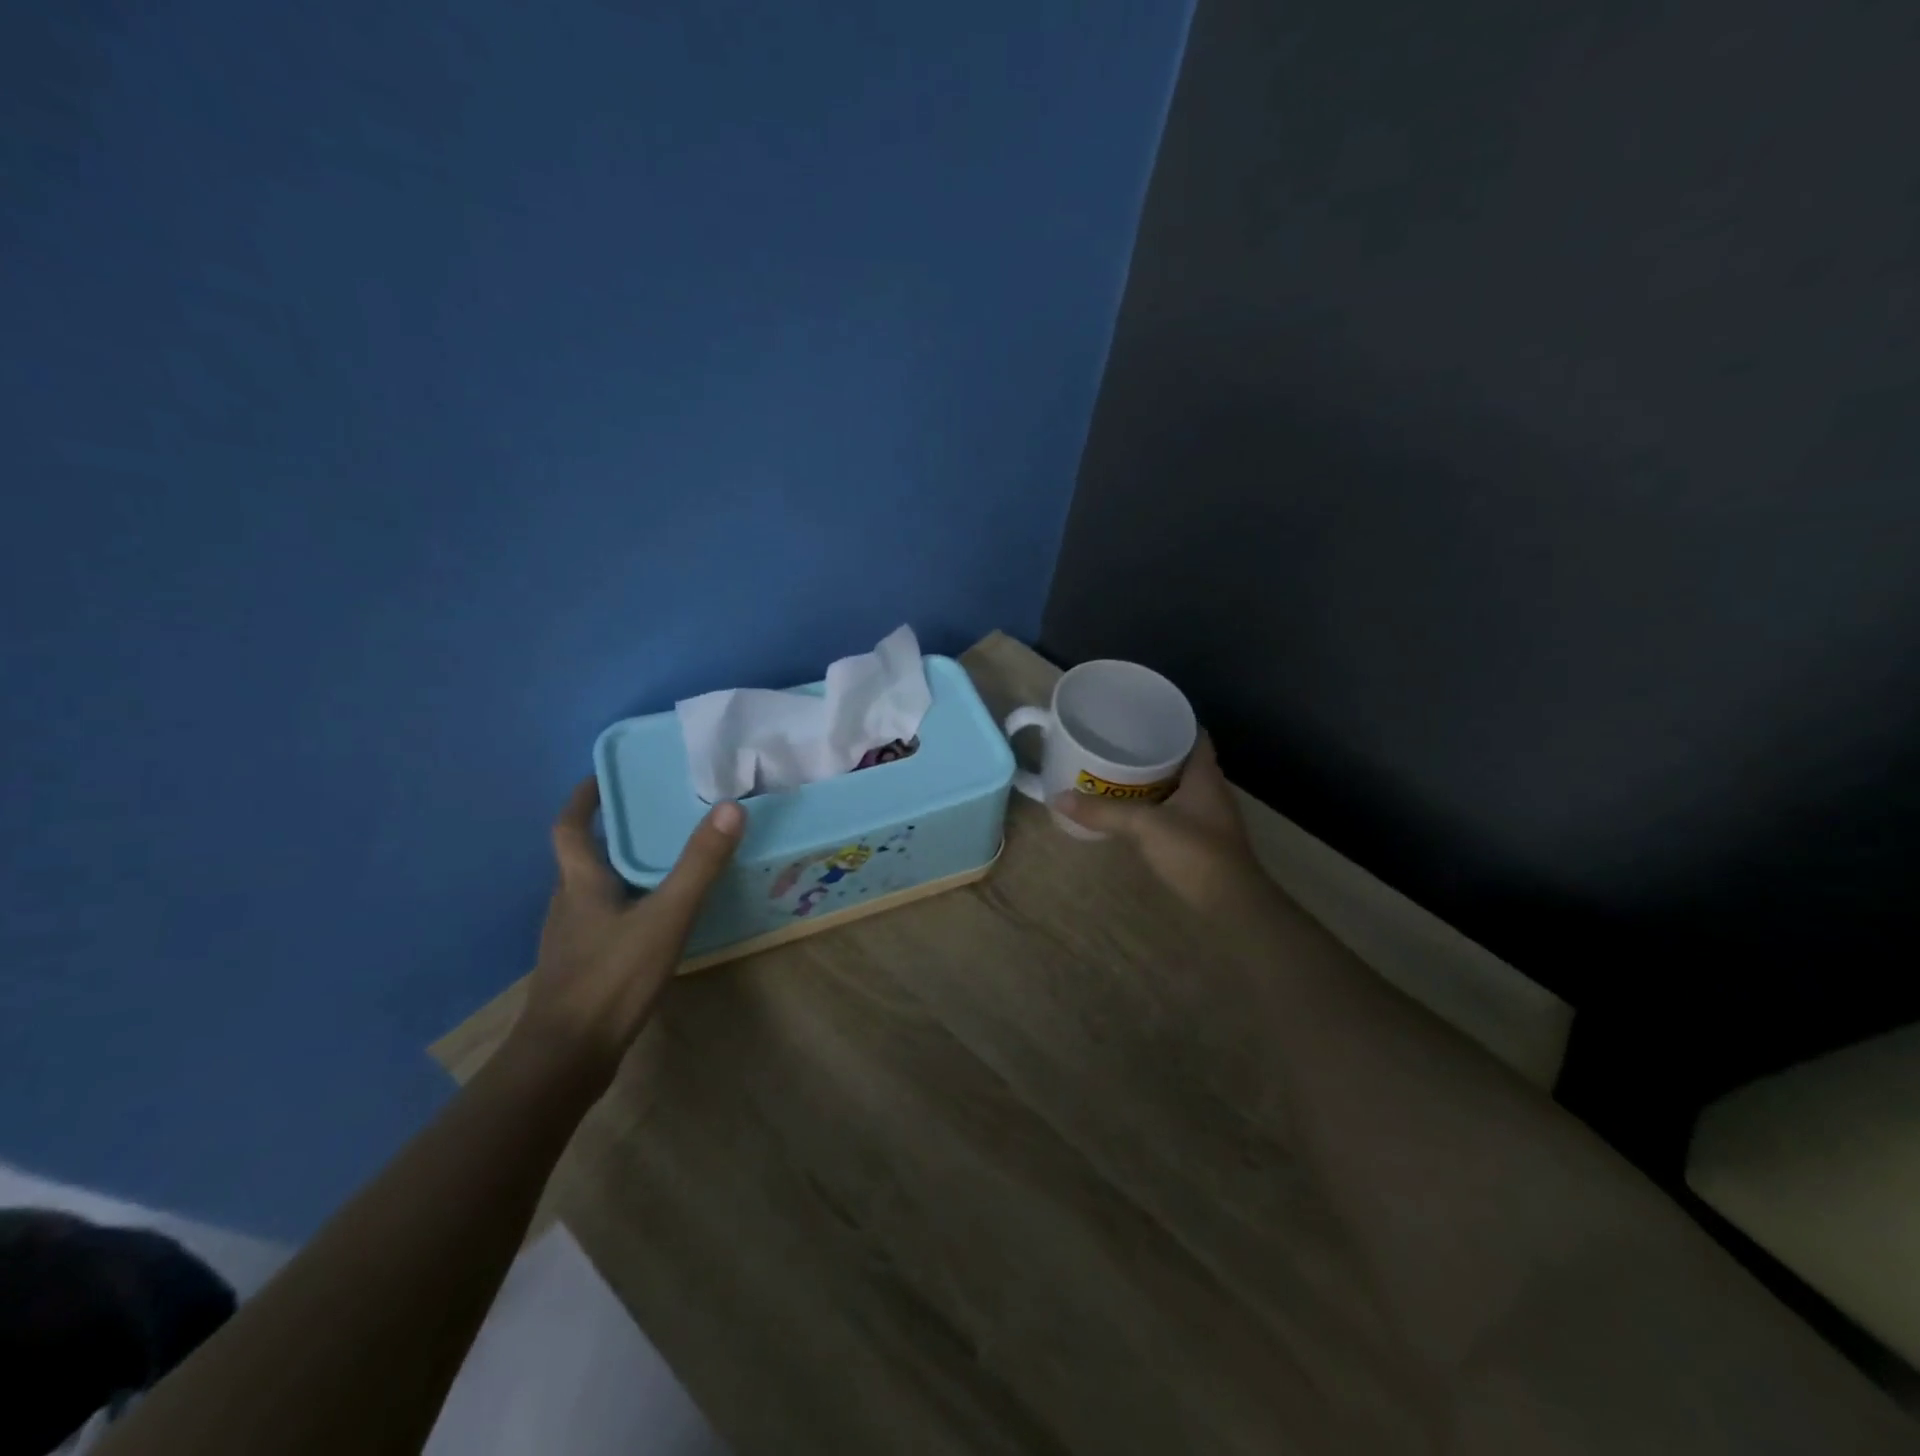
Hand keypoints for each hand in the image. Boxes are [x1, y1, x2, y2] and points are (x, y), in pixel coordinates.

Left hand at [513, 778, 743, 1083]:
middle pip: (583, 857)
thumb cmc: (612, 978)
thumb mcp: (666, 916)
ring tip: (663, 862)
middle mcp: (568, 904)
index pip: (570, 828)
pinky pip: (604, 920)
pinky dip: (627, 905)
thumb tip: (731, 807)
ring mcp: (571, 939)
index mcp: (580, 883)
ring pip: (594, 891)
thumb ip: (699, 864)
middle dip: (613, 833)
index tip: (602, 777)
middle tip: (653, 815)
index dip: (583, 800)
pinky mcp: (581, 968)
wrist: (567, 1058)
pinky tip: (655, 920)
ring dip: (621, 869)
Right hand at [1052, 735, 1267, 912]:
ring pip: (1177, 786)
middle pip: (1182, 759)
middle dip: (1152, 749)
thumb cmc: (1195, 852)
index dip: (1170, 721)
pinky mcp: (1201, 839)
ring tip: (1116, 771)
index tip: (1139, 716)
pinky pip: (1174, 810)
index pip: (1193, 734)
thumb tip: (1056, 797)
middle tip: (1117, 742)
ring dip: (1152, 779)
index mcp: (1205, 774)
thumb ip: (1102, 811)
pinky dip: (1154, 805)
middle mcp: (1210, 789)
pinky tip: (1130, 809)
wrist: (1231, 904)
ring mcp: (1208, 816)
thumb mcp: (1144, 826)